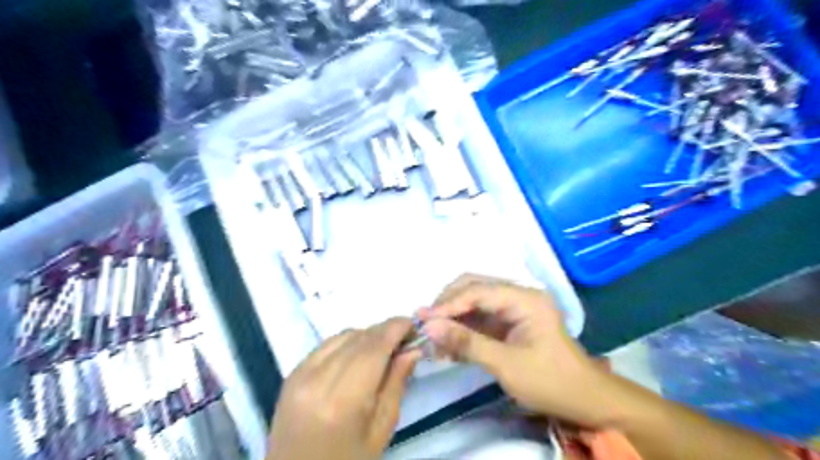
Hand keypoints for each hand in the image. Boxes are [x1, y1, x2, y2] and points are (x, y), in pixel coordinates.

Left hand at [268, 318, 422, 459]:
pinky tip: (358, 353)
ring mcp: (300, 374)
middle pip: (359, 338)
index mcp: (343, 401)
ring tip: (383, 348)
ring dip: (367, 335)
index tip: (414, 324)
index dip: (395, 329)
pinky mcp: (291, 373)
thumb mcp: (381, 430)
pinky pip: (326, 344)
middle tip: (405, 336)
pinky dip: (348, 341)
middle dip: (385, 330)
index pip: (374, 348)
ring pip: (343, 335)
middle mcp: (318, 379)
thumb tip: (412, 349)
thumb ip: (396, 384)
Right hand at [419, 274, 611, 427]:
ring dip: (452, 317)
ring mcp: (512, 308)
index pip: (479, 290)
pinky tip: (446, 344)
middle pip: (474, 287)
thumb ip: (466, 343)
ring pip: (473, 302)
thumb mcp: (506, 364)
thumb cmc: (549, 381)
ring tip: (431, 335)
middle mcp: (518, 295)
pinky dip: (461, 329)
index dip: (449, 303)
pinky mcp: (507, 322)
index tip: (425, 320)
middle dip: (448, 304)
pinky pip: (478, 318)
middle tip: (425, 323)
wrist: (583, 400)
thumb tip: (429, 327)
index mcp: (524, 298)